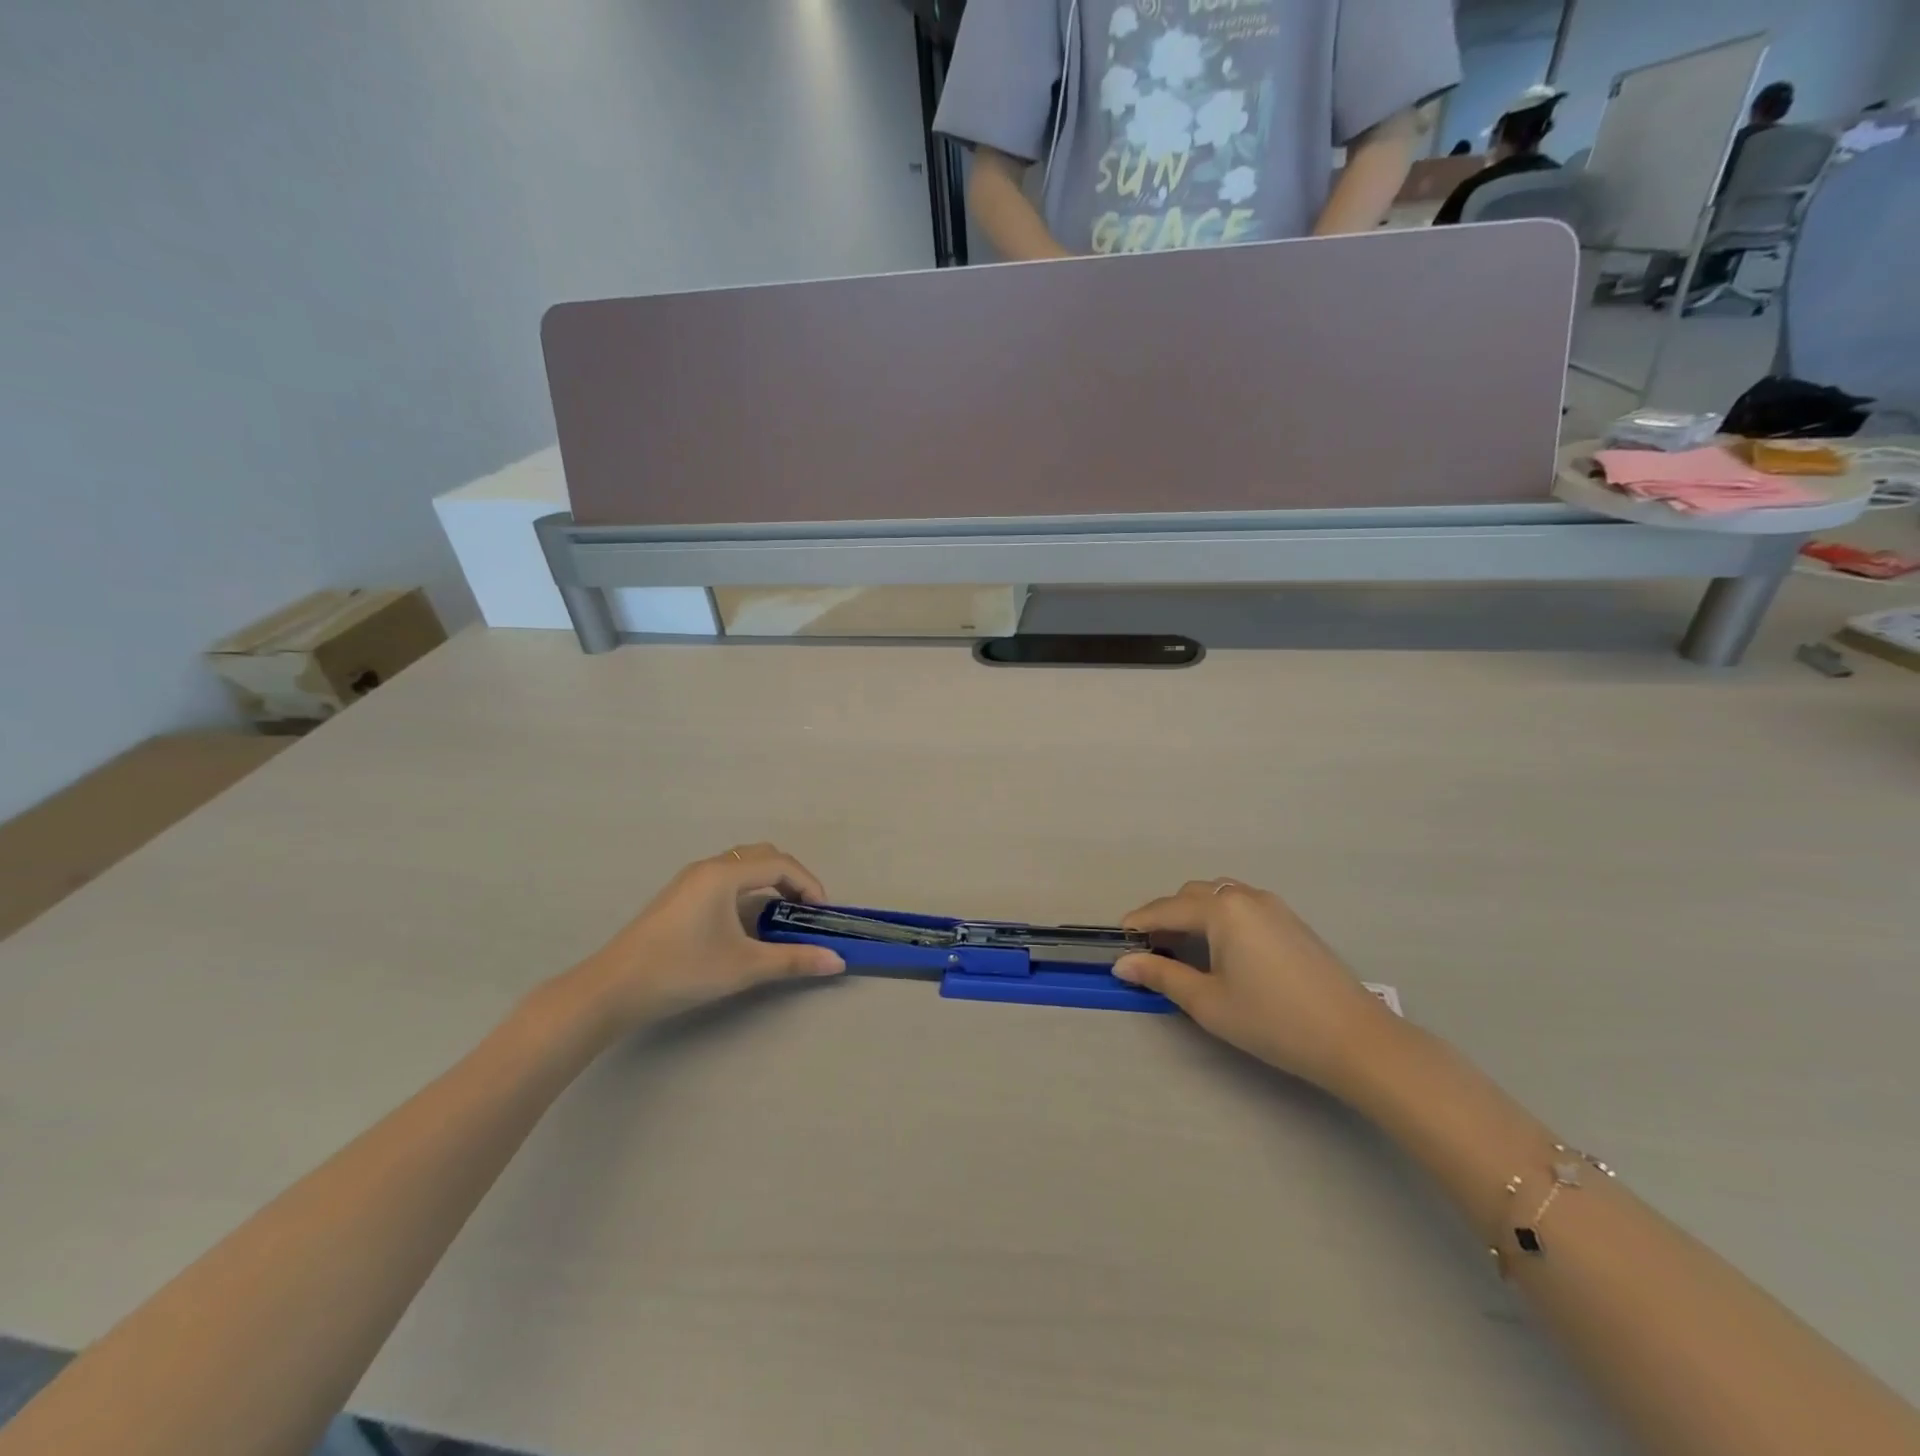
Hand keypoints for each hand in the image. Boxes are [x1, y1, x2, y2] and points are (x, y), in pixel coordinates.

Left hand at [577, 844, 845, 1029]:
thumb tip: (837, 962)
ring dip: (768, 885)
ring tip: (780, 919)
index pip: (781, 864)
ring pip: (742, 867)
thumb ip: (793, 959)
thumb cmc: (682, 970)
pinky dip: (747, 893)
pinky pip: (725, 881)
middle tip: (804, 911)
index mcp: (724, 874)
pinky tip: (747, 927)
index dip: (809, 884)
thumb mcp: (744, 966)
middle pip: (763, 856)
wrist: (612, 989)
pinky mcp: (680, 897)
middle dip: (791, 879)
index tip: (822, 914)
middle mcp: (708, 867)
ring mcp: (690, 881)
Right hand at [1114, 880, 1394, 1091]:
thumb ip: (1161, 975)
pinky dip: (1220, 917)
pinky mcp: (1291, 921)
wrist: (1354, 1039)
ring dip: (1194, 913)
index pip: (1166, 909)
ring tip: (1184, 948)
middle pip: (1192, 895)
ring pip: (1219, 895)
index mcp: (1221, 909)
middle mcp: (1245, 896)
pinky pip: (1242, 905)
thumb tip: (1123, 963)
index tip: (1118, 941)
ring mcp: (1273, 906)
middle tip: (1151, 950)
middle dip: (1166, 916)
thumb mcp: (1208, 1002)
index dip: (1139, 924)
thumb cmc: (1272, 1021)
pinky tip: (1222, 949)